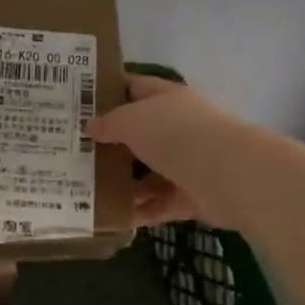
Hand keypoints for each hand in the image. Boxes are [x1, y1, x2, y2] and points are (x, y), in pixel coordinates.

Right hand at [88, 73, 304, 304]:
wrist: (228, 174)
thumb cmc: (175, 134)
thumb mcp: (132, 120)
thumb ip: (109, 123)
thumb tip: (91, 127)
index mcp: (167, 98)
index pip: (134, 87)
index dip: (108, 91)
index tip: (79, 103)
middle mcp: (179, 126)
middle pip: (140, 133)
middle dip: (111, 143)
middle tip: (76, 153)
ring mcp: (188, 162)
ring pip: (149, 171)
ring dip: (124, 183)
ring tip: (89, 190)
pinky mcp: (194, 196)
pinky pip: (160, 203)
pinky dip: (141, 211)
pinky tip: (114, 218)